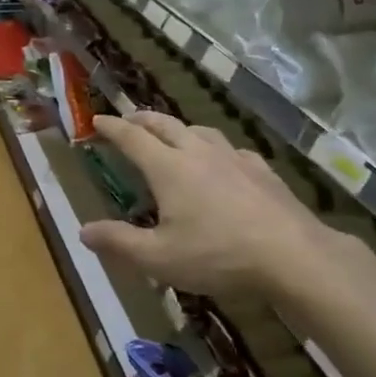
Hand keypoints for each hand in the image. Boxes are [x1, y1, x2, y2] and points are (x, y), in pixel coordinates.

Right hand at [80, 112, 374, 301]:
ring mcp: (234, 159)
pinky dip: (215, 148)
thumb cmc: (218, 255)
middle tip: (128, 119)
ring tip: (173, 135)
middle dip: (142, 119)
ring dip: (179, 128)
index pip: (133, 138)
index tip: (97, 120)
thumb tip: (83, 230)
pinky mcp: (262, 171)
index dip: (112, 128)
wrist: (292, 255)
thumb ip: (119, 242)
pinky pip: (231, 150)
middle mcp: (199, 153)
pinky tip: (223, 162)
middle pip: (165, 125)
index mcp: (169, 168)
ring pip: (200, 131)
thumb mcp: (159, 258)